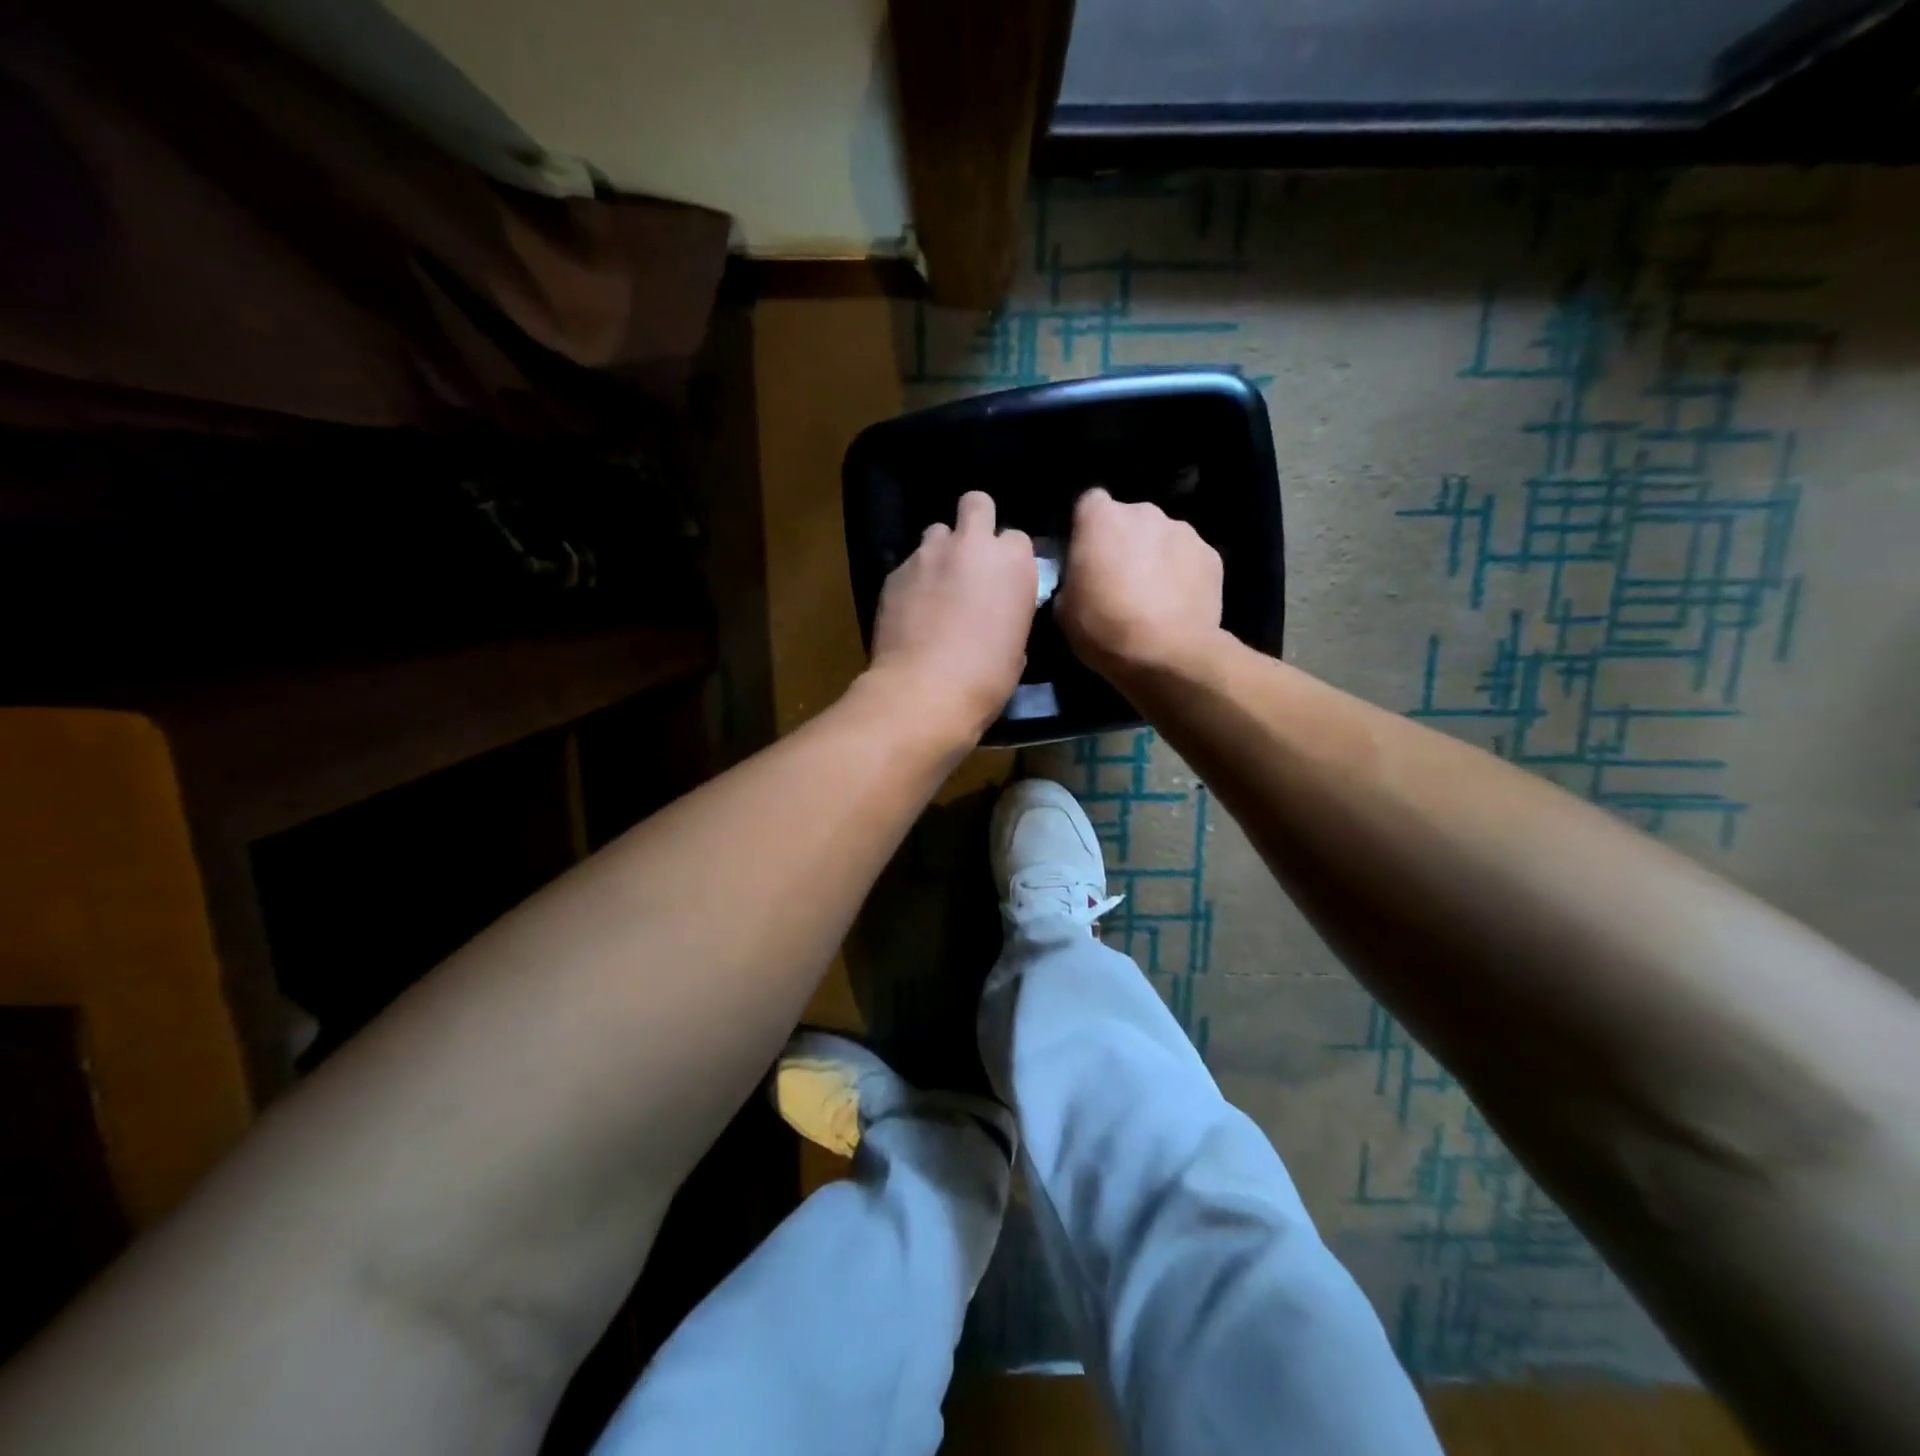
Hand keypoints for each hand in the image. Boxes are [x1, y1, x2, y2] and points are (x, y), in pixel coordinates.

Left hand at [866, 490, 1036, 742]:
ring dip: (941, 550)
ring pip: (936, 531)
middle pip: (976, 503)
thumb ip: (1010, 609)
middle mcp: (972, 544)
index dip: (1009, 558)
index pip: (1016, 538)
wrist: (925, 689)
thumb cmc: (986, 676)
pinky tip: (912, 608)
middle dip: (976, 521)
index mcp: (1013, 561)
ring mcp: (929, 553)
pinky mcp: (895, 571)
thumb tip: (999, 609)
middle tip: (971, 557)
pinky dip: (914, 579)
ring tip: (936, 583)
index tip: (1004, 580)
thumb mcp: (1017, 644)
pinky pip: (909, 563)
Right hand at [1057, 487, 1223, 678]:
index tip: (1085, 555)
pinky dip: (1182, 574)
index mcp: (1101, 518)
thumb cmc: (1105, 628)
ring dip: (1155, 556)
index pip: (1089, 503)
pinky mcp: (1212, 555)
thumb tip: (1081, 578)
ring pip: (1161, 537)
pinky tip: (1177, 604)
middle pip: (1129, 519)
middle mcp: (1145, 512)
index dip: (1086, 528)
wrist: (1167, 654)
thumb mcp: (1064, 609)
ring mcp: (1183, 531)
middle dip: (1124, 541)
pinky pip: (1188, 558)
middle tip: (1118, 579)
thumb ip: (1071, 579)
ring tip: (1152, 596)